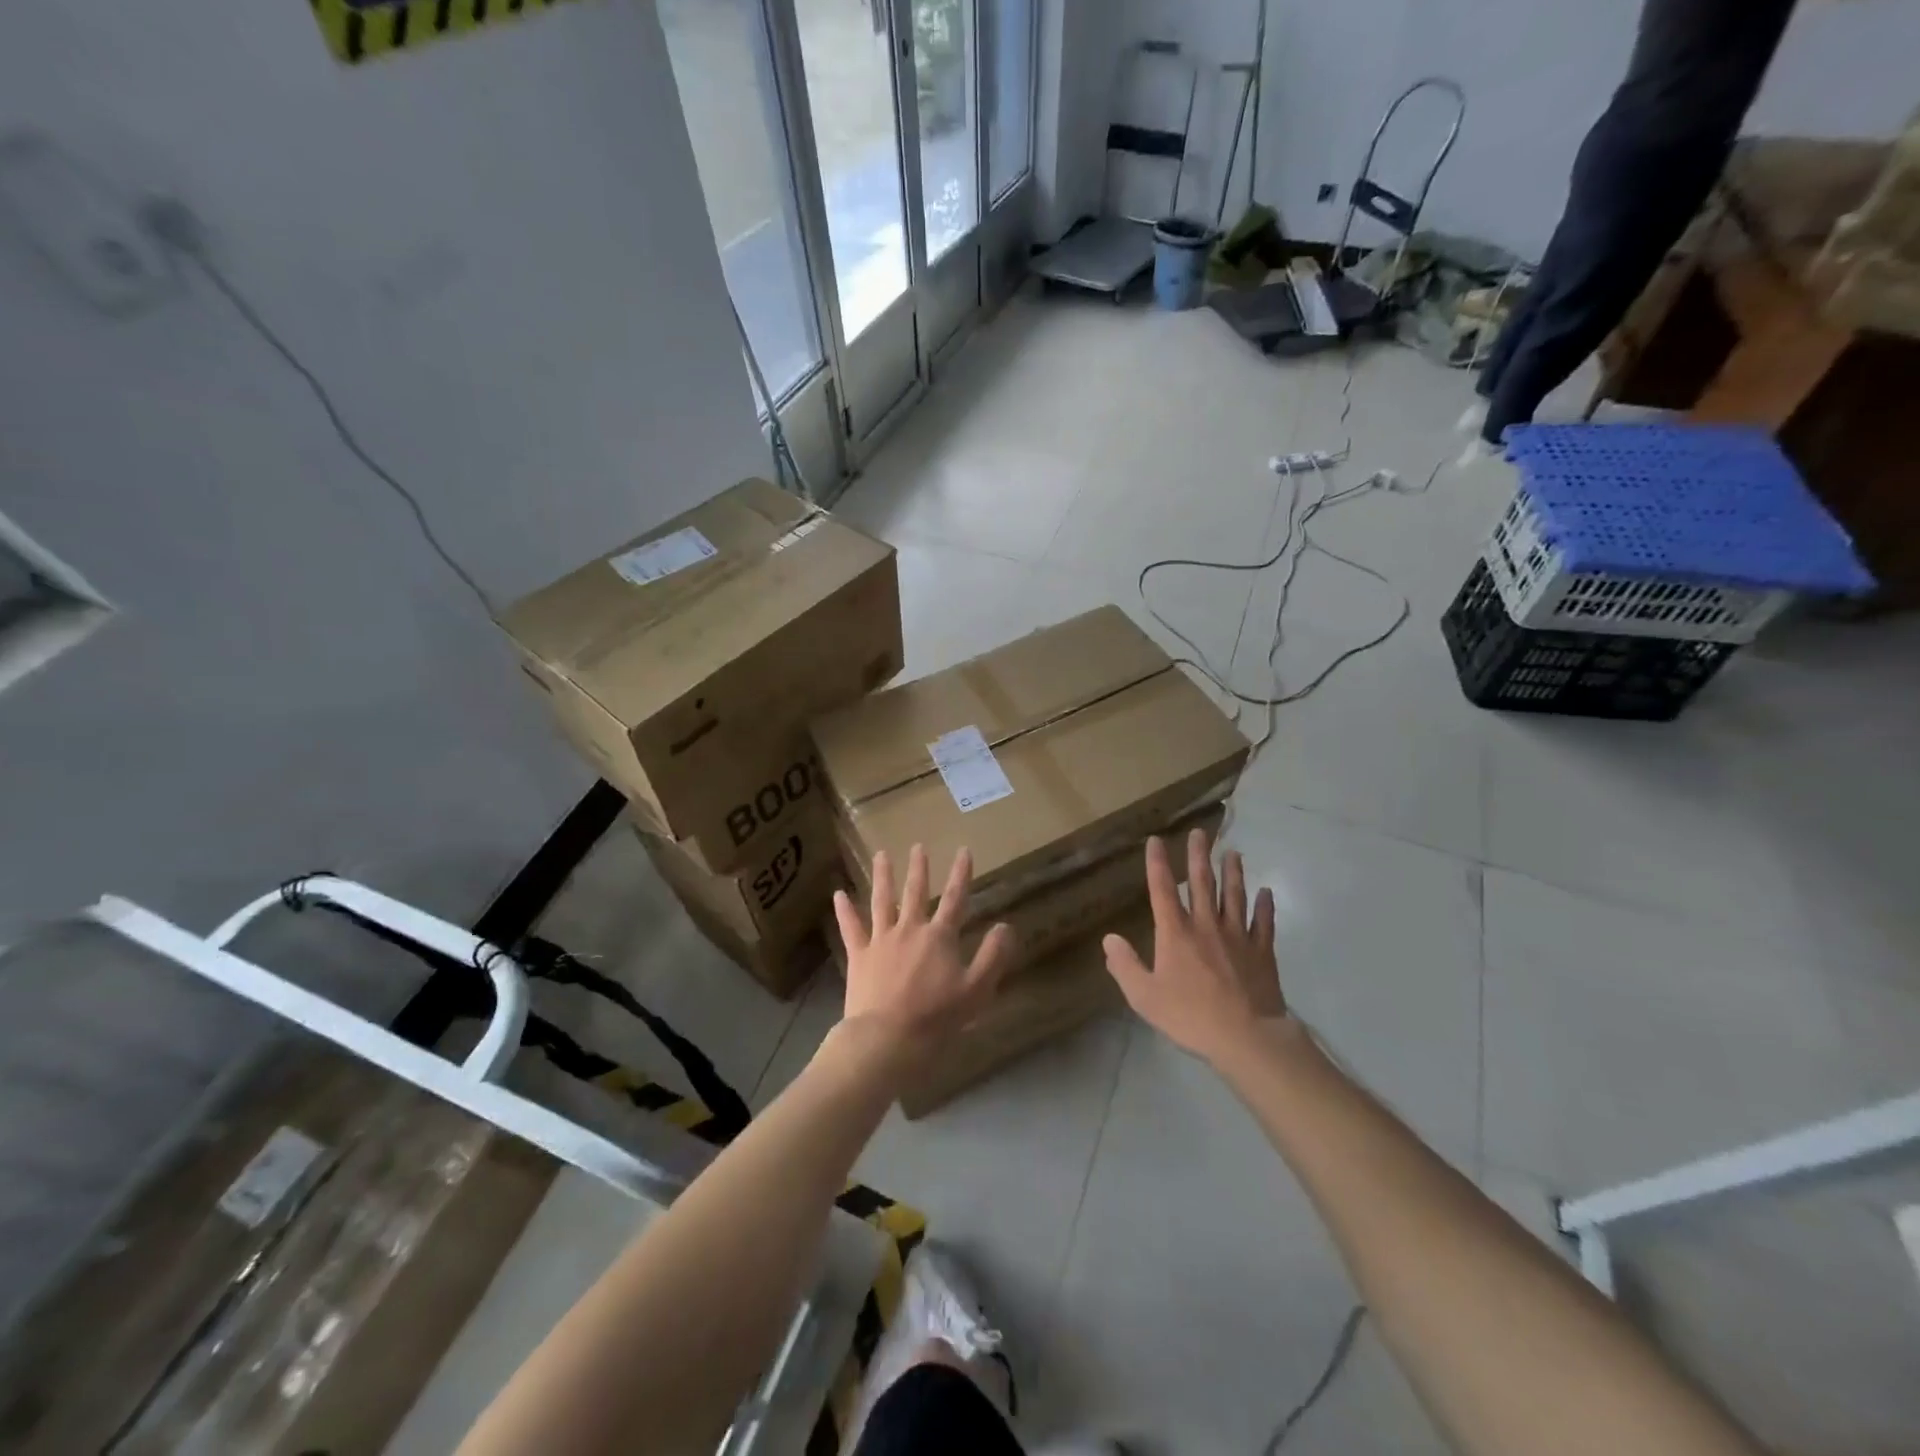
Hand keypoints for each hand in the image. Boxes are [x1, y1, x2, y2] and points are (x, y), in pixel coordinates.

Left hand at [834, 845, 1014, 1051]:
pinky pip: (850, 927)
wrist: (887, 1038)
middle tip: (918, 846)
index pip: (955, 899)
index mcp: (940, 937)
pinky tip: (838, 894)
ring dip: (883, 877)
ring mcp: (881, 940)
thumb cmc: (936, 1017)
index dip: (961, 874)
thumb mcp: (976, 990)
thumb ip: (992, 956)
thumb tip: (1006, 925)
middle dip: (919, 868)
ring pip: (882, 901)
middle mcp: (910, 929)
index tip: (964, 850)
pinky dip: (844, 910)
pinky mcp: (859, 955)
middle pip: (915, 892)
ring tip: (881, 855)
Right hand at [1102, 829, 1284, 1064]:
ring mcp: (1238, 936)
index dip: (1157, 863)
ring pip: (1234, 896)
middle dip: (1198, 856)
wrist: (1246, 1037)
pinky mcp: (1262, 952)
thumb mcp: (1144, 996)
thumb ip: (1125, 966)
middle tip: (1200, 833)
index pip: (1162, 889)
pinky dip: (1265, 905)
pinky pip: (1264, 922)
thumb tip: (1109, 939)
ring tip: (1233, 853)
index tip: (1156, 840)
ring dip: (1233, 872)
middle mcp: (1206, 925)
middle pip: (1201, 883)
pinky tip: (1266, 892)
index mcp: (1175, 933)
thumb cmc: (1190, 1017)